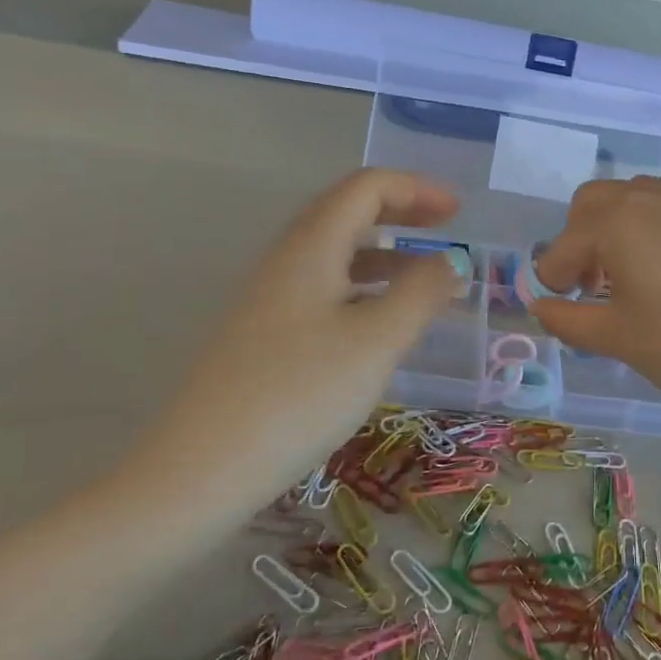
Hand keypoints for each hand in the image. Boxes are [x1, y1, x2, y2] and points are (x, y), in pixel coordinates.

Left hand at [127, 169, 463, 506]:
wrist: (201, 471)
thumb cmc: (300, 395)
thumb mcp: (376, 342)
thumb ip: (420, 293)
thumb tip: (450, 260)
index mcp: (310, 247)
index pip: (365, 188)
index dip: (416, 188)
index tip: (459, 213)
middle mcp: (285, 261)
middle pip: (346, 211)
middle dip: (400, 212)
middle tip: (445, 229)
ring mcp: (268, 299)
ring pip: (333, 253)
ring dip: (383, 252)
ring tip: (423, 277)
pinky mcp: (263, 335)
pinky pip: (323, 288)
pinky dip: (362, 287)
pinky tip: (379, 323)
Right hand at [529, 149, 660, 421]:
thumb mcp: (620, 340)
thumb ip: (570, 320)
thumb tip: (539, 306)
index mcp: (617, 226)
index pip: (566, 243)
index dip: (554, 274)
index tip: (561, 303)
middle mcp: (653, 200)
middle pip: (596, 200)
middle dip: (581, 236)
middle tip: (592, 284)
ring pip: (644, 188)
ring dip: (622, 216)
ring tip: (629, 260)